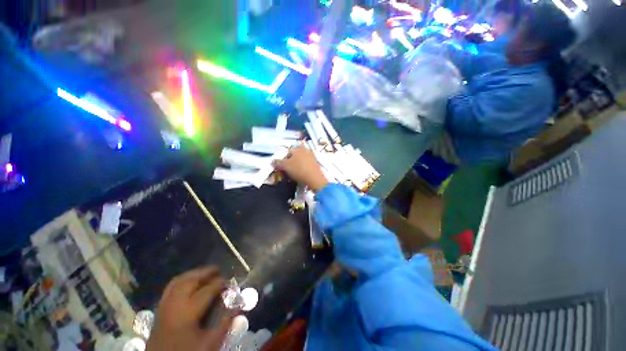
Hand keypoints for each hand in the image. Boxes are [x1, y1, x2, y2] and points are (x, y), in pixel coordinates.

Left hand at [147, 267, 232, 350]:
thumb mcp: (209, 344)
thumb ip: (224, 324)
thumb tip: (237, 306)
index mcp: (187, 313)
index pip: (207, 290)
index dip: (220, 283)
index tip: (230, 281)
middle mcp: (174, 305)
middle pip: (191, 281)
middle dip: (206, 272)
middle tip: (218, 270)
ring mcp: (164, 306)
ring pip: (179, 281)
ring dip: (193, 274)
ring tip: (204, 272)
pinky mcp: (159, 309)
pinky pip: (170, 288)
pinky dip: (181, 280)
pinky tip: (188, 282)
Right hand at [274, 146, 327, 191]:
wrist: (315, 179)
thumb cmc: (299, 170)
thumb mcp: (285, 166)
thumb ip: (278, 162)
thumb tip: (272, 161)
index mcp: (298, 148)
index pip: (288, 151)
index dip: (283, 159)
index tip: (281, 167)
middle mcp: (306, 150)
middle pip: (295, 156)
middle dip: (290, 162)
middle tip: (286, 171)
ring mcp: (312, 157)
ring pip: (300, 161)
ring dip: (296, 166)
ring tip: (293, 174)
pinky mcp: (316, 165)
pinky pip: (306, 166)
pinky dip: (302, 169)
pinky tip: (300, 175)